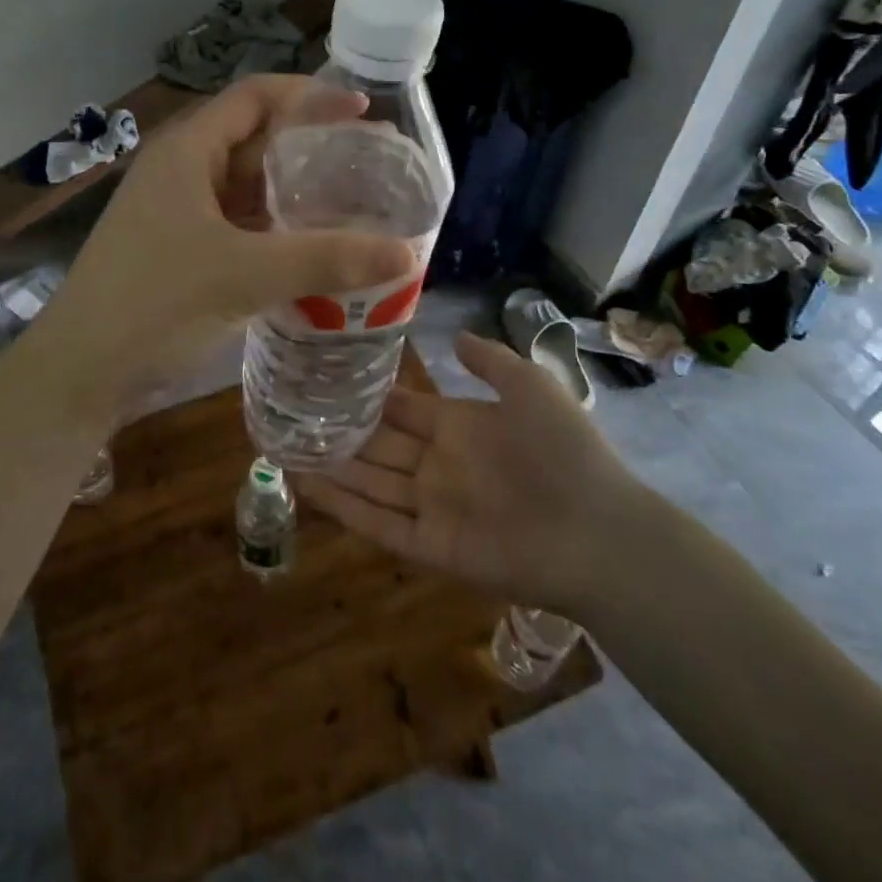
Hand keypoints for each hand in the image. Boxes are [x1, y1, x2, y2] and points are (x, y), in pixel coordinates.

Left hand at [30, 75, 417, 413]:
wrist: (79, 374)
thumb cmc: (154, 305)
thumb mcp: (245, 275)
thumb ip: (325, 260)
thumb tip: (406, 254)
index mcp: (187, 152)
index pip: (254, 98)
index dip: (309, 96)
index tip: (361, 110)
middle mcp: (181, 173)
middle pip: (254, 141)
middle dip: (310, 148)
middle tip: (368, 164)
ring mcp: (177, 215)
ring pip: (246, 189)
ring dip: (295, 194)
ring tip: (352, 206)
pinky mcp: (179, 253)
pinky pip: (237, 227)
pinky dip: (275, 232)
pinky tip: (311, 251)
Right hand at [296, 331, 639, 614]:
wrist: (597, 530)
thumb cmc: (563, 450)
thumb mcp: (529, 386)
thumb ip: (489, 361)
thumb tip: (454, 335)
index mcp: (459, 427)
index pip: (401, 409)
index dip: (367, 397)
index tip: (326, 379)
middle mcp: (439, 465)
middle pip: (378, 446)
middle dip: (338, 433)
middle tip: (290, 415)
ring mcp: (432, 506)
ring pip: (369, 483)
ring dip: (330, 468)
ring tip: (284, 447)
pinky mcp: (430, 546)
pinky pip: (378, 525)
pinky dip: (343, 507)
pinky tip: (306, 486)